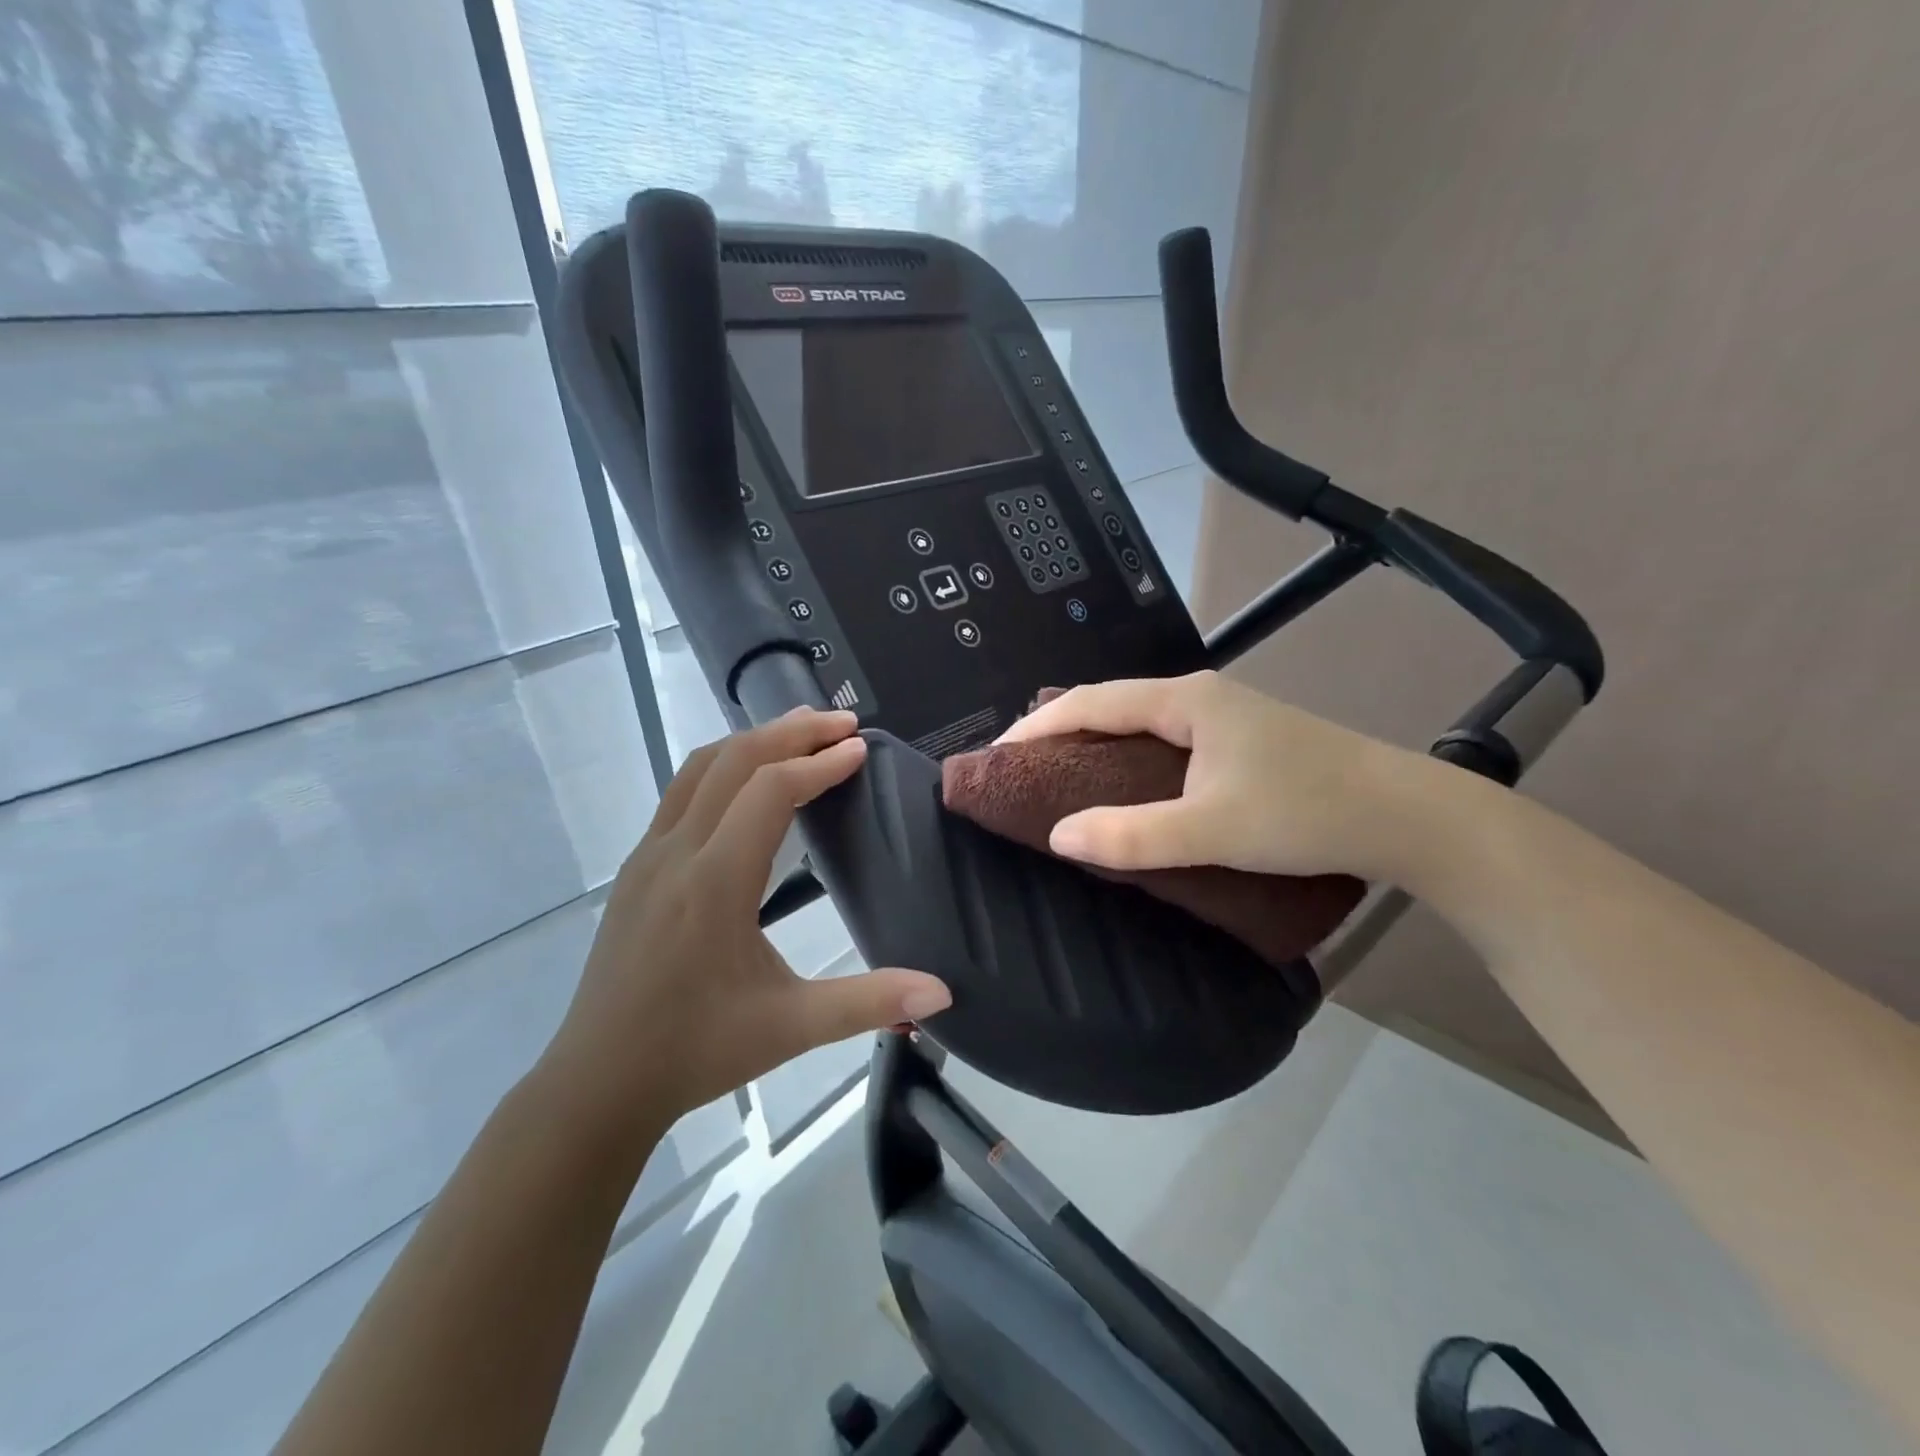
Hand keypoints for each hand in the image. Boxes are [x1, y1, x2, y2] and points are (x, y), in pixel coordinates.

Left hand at [539, 709, 950, 1131]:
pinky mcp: (635, 868)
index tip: (860, 748)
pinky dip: (723, 766)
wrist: (598, 1082)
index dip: (819, 763)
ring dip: (752, 740)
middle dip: (790, 732)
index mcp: (715, 881)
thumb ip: (869, 1001)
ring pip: (699, 768)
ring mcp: (648, 856)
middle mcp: (676, 852)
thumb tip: (943, 992)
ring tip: (799, 731)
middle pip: (733, 760)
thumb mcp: (791, 1027)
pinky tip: (747, 781)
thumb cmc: (697, 1050)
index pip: (769, 790)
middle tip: (841, 722)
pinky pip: (680, 792)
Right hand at [998, 670, 1442, 883]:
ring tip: (1059, 777)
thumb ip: (1132, 837)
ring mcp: (1225, 718)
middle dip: (1061, 730)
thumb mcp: (1211, 830)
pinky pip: (1164, 742)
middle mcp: (1201, 697)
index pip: (1091, 702)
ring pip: (1139, 723)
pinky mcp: (1242, 743)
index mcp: (1186, 701)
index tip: (997, 755)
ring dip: (1096, 745)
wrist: (1406, 816)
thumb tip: (1059, 837)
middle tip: (1021, 767)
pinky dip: (1129, 759)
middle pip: (1112, 704)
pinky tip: (1125, 786)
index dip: (1038, 726)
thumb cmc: (1305, 812)